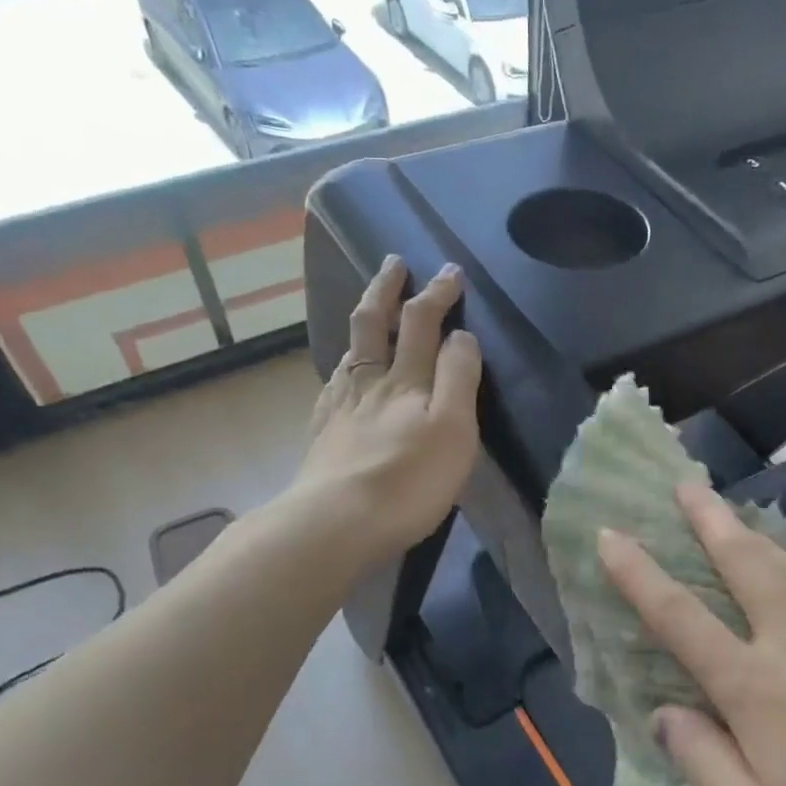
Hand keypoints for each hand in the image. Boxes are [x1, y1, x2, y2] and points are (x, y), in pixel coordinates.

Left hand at [293, 255, 482, 564]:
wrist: (338, 523)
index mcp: (406, 380)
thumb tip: (460, 335)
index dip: (438, 294)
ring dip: (362, 323)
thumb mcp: (454, 428)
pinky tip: (343, 376)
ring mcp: (340, 408)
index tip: (451, 272)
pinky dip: (344, 367)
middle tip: (394, 262)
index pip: (422, 323)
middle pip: (374, 324)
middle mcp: (370, 383)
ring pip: (350, 352)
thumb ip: (459, 378)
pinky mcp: (324, 435)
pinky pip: (335, 386)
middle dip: (387, 288)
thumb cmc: (410, 480)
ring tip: (369, 311)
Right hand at [598, 484, 785, 785]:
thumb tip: (665, 712)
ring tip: (726, 513)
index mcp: (758, 690)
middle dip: (706, 519)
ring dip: (747, 535)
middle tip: (683, 484)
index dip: (637, 574)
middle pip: (743, 563)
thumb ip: (706, 764)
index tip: (610, 534)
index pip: (679, 618)